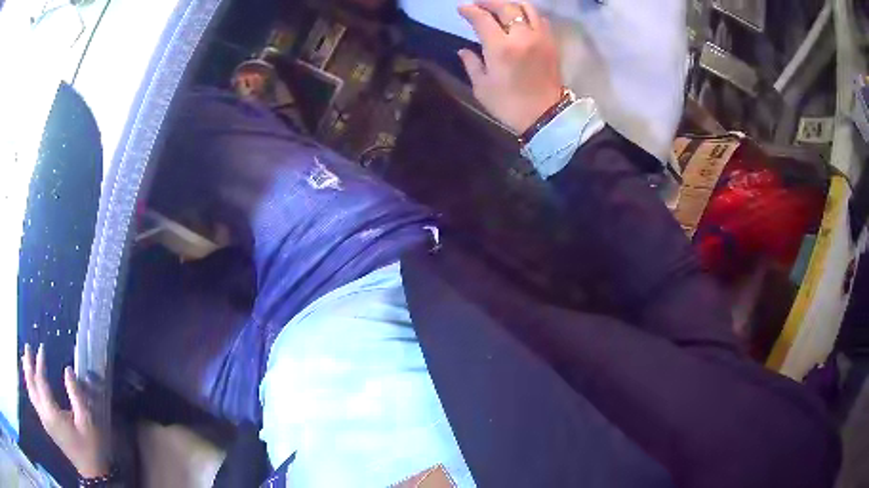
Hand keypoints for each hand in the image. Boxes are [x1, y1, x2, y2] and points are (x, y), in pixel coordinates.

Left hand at [22, 344, 108, 478]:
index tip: (42, 348)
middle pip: (31, 385)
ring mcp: (44, 421)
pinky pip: (34, 400)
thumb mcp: (87, 421)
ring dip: (27, 375)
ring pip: (30, 393)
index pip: (40, 381)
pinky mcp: (46, 425)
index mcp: (52, 413)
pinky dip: (30, 386)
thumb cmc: (90, 446)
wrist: (92, 472)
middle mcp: (44, 415)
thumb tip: (68, 370)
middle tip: (28, 348)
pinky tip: (31, 381)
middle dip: (28, 365)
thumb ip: (77, 394)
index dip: (40, 363)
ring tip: (26, 360)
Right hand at [457, 1, 563, 133]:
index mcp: (501, 47)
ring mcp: (540, 38)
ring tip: (501, 8)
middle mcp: (522, 36)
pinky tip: (521, 20)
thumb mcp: (482, 87)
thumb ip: (471, 63)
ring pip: (527, 8)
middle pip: (506, 7)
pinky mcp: (551, 43)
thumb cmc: (509, 104)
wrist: (545, 116)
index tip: (462, 9)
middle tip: (479, 4)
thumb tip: (464, 49)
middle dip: (489, 2)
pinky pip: (540, 19)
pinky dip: (528, 14)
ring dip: (511, 5)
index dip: (470, 11)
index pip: (482, 18)